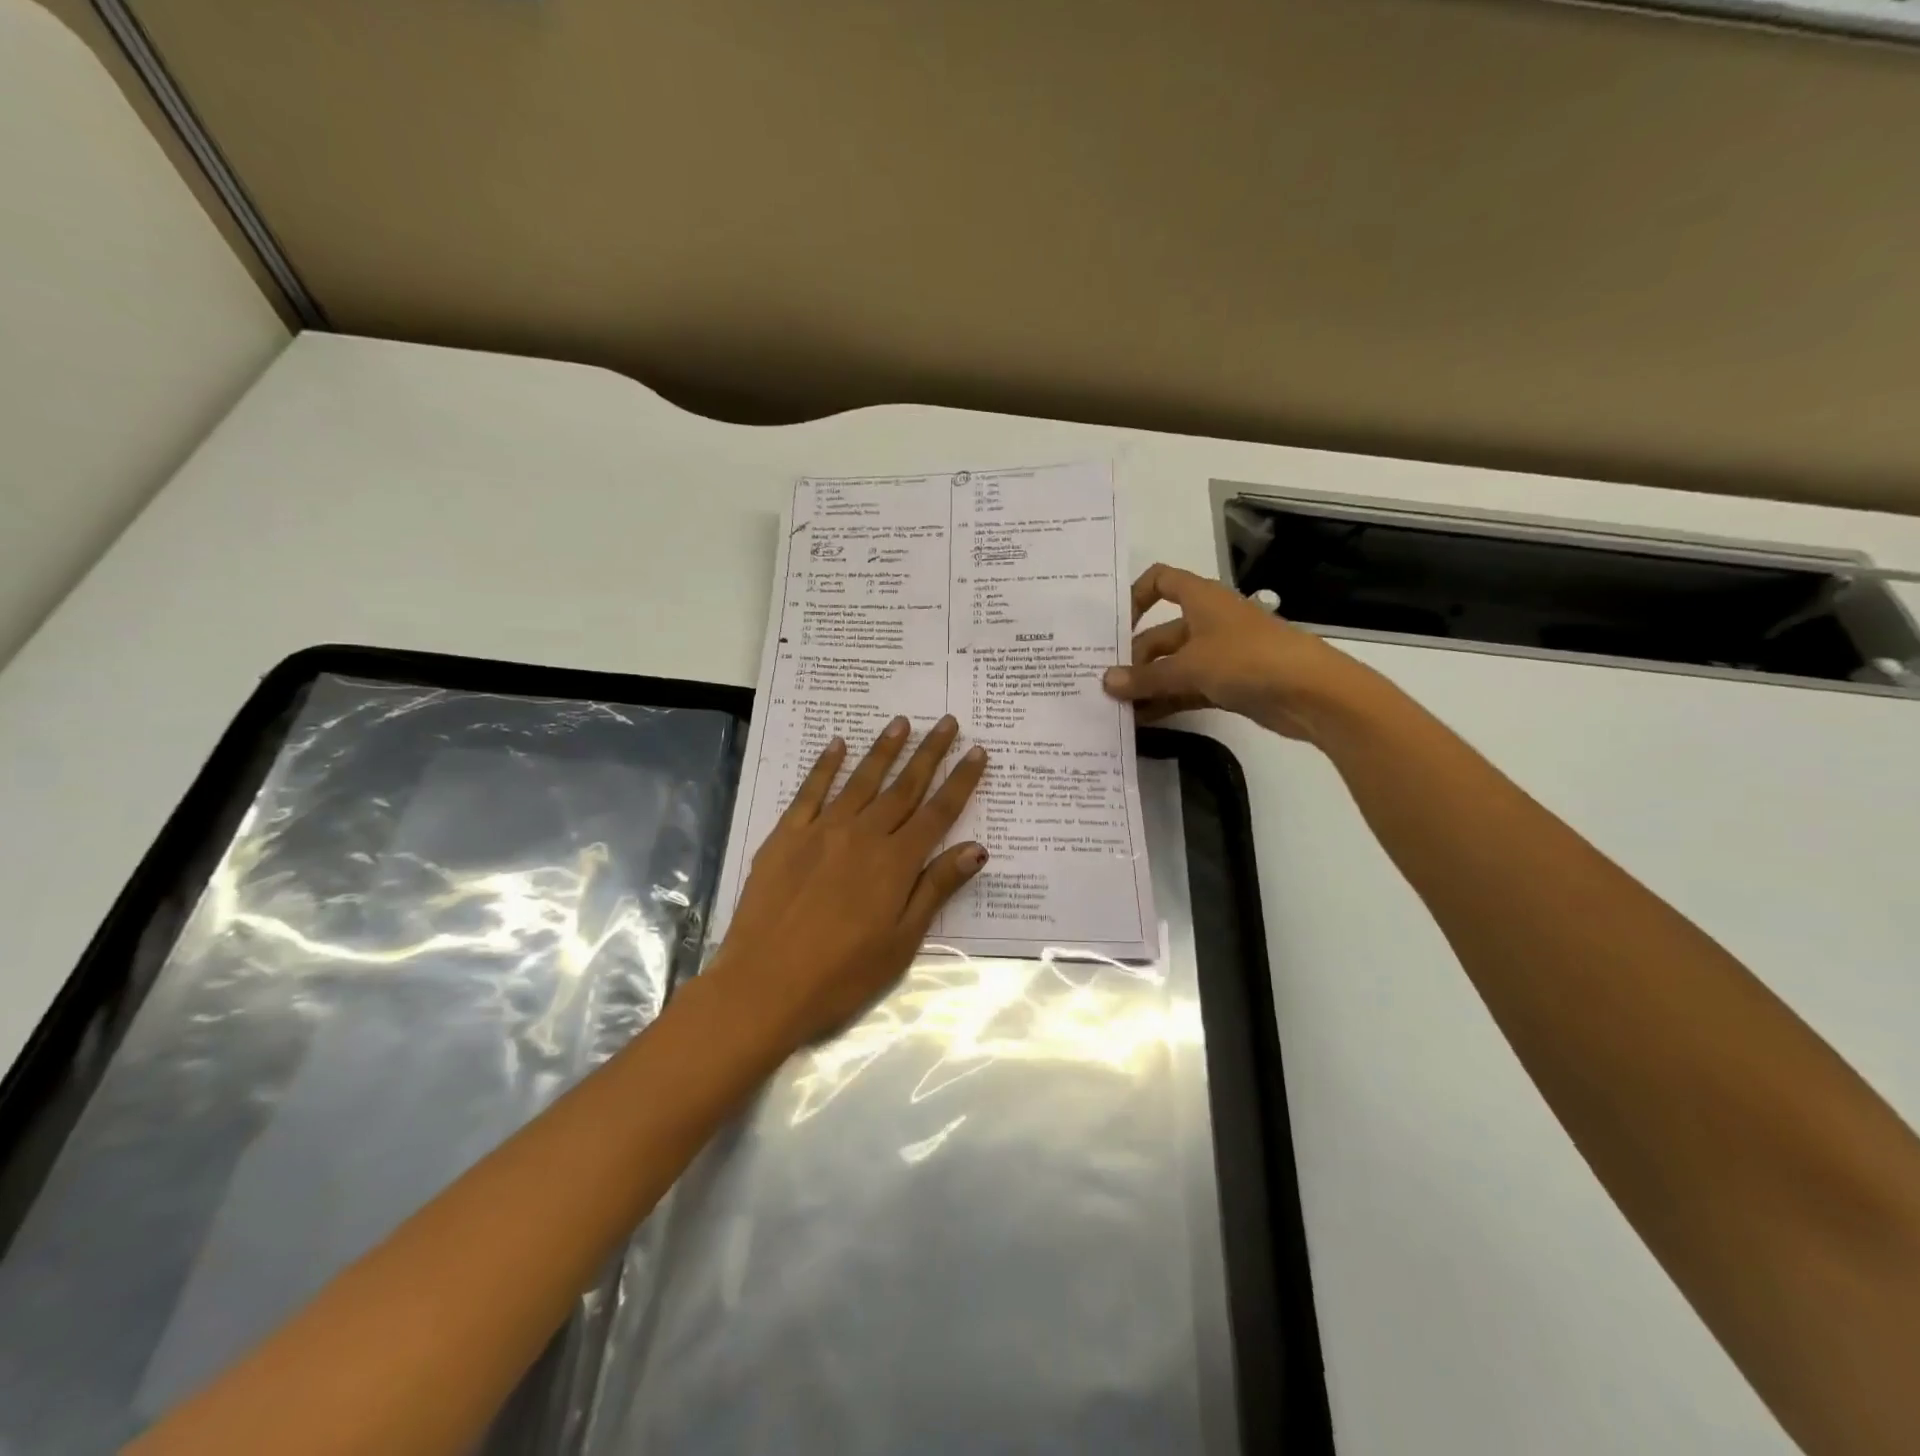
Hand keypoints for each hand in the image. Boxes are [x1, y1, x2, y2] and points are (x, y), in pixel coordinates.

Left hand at [712, 715, 988, 1045]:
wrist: (763, 986)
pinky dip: (825, 765)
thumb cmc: (841, 975)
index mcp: (896, 863)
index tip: (977, 752)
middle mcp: (863, 835)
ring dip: (884, 749)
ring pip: (861, 780)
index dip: (961, 781)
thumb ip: (936, 888)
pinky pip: (810, 791)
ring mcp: (822, 831)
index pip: (938, 812)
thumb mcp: (902, 942)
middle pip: (904, 787)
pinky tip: (837, 744)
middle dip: (929, 753)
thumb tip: (976, 848)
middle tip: (948, 722)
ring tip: (902, 722)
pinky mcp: (786, 836)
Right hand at [1101, 563, 1370, 741]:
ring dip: (1147, 684)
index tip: (1114, 627)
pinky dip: (1166, 701)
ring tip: (1115, 707)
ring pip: (1173, 666)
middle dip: (1133, 658)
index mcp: (1201, 599)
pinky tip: (1141, 720)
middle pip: (1160, 634)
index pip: (1161, 581)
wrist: (1312, 693)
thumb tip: (1105, 682)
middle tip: (1105, 684)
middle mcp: (1208, 621)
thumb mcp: (1189, 667)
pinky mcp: (1229, 684)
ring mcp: (1220, 654)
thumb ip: (1145, 677)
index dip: (1135, 596)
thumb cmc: (1247, 660)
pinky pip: (1187, 689)